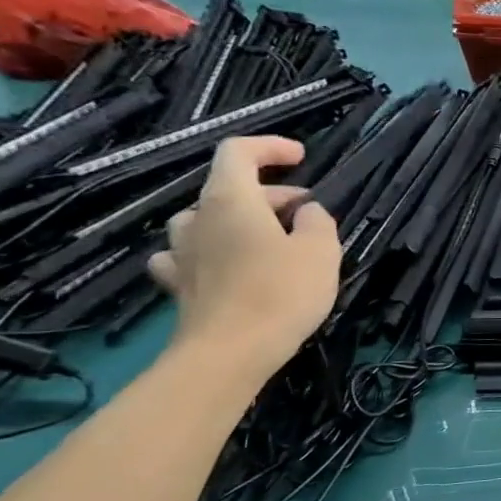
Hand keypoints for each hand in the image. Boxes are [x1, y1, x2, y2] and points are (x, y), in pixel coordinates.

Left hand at [149, 135, 341, 375]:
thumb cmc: (281, 293)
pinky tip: (223, 266)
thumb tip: (306, 212)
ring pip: (205, 220)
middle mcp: (198, 218)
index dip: (270, 147)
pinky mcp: (179, 286)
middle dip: (271, 194)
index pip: (238, 152)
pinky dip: (209, 252)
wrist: (229, 353)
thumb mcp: (321, 251)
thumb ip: (317, 221)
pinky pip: (187, 255)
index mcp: (230, 200)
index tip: (301, 158)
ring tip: (269, 239)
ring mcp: (181, 253)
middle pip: (228, 188)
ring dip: (238, 221)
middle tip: (307, 214)